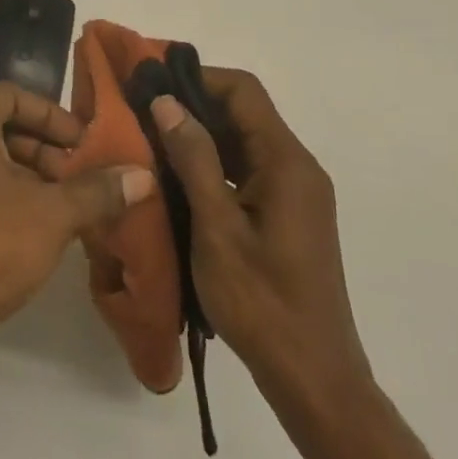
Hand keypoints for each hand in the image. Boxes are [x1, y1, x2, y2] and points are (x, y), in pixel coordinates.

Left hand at [0, 81, 155, 381]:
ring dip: (28, 178)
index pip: (13, 96)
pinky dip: (4, 200)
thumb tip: (143, 175)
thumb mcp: (53, 214)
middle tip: (82, 179)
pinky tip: (37, 234)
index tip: (85, 144)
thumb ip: (98, 191)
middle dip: (45, 150)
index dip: (53, 116)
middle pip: (0, 128)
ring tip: (68, 210)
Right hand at [152, 71, 372, 399]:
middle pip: (244, 112)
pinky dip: (214, 163)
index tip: (153, 85)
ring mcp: (295, 192)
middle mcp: (297, 166)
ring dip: (201, 135)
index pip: (243, 91)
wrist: (314, 379)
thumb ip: (194, 159)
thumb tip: (166, 101)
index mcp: (287, 162)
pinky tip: (178, 179)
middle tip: (143, 112)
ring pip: (244, 141)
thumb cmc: (262, 303)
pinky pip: (248, 169)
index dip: (198, 78)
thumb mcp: (217, 229)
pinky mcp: (288, 214)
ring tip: (152, 140)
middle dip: (194, 105)